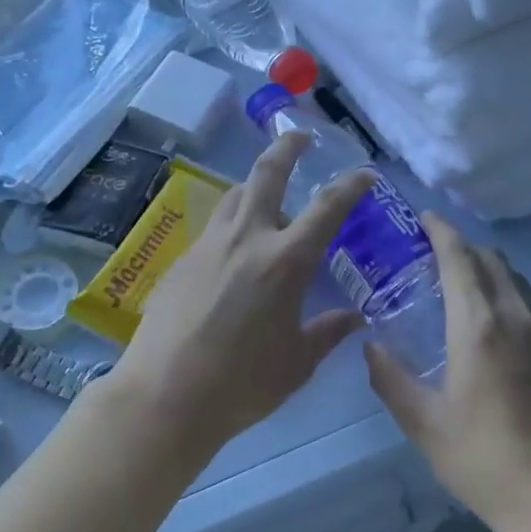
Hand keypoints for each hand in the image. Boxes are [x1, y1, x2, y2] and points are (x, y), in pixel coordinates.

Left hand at [113, 133, 373, 455]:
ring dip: (255, 187)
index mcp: (284, 261)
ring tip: (268, 199)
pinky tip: (235, 254)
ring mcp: (208, 246)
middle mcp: (246, 239)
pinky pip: (213, 229)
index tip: (365, 174)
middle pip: (266, 175)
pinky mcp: (180, 261)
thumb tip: (354, 319)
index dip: (350, 185)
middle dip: (286, 148)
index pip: (327, 208)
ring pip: (234, 196)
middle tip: (300, 136)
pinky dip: (232, 225)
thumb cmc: (242, 383)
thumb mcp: (297, 362)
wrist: (165, 395)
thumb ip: (328, 332)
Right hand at [365, 214, 530, 529]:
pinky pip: (525, 299)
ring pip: (512, 277)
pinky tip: (483, 314)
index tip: (422, 217)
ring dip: (484, 264)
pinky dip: (501, 288)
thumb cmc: (484, 459)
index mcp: (478, 326)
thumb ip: (391, 379)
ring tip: (453, 278)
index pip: (460, 258)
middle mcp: (514, 316)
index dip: (441, 231)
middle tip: (427, 251)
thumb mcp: (424, 424)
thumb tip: (370, 347)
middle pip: (490, 258)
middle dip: (460, 244)